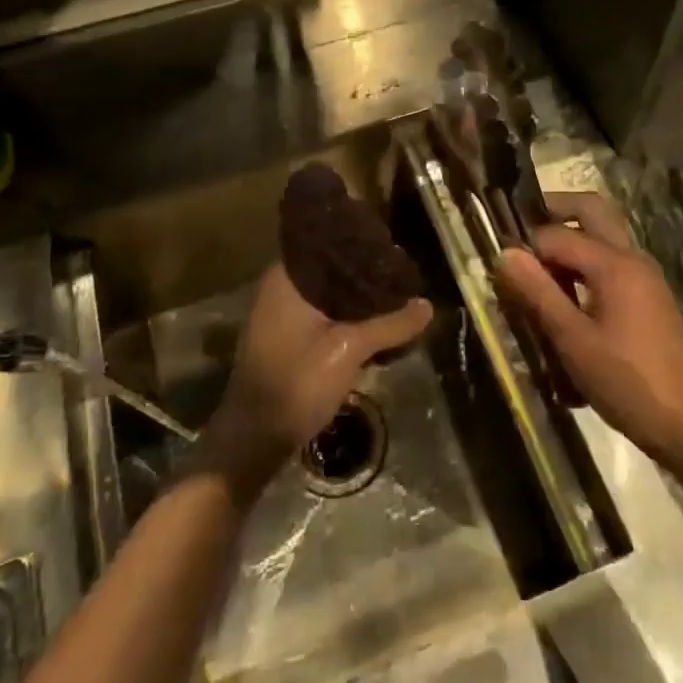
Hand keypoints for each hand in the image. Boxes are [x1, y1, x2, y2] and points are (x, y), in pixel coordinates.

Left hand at [200, 264, 430, 500]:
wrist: (255, 439)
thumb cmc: (297, 383)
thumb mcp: (349, 350)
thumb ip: (390, 324)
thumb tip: (427, 305)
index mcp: (286, 278)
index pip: (328, 244)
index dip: (360, 243)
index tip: (392, 243)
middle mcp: (279, 288)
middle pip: (331, 270)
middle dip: (365, 274)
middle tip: (401, 273)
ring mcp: (280, 314)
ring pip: (328, 295)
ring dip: (357, 299)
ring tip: (395, 295)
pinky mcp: (286, 338)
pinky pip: (322, 315)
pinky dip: (345, 316)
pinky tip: (374, 324)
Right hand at [497, 192, 682, 472]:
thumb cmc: (627, 382)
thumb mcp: (573, 341)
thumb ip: (539, 293)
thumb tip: (504, 253)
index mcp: (614, 264)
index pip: (557, 234)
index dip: (526, 247)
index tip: (502, 269)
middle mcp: (632, 258)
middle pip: (592, 211)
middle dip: (555, 212)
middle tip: (521, 233)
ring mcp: (645, 277)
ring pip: (603, 236)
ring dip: (571, 239)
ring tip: (538, 273)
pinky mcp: (649, 297)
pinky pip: (612, 263)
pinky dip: (587, 265)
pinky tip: (567, 300)